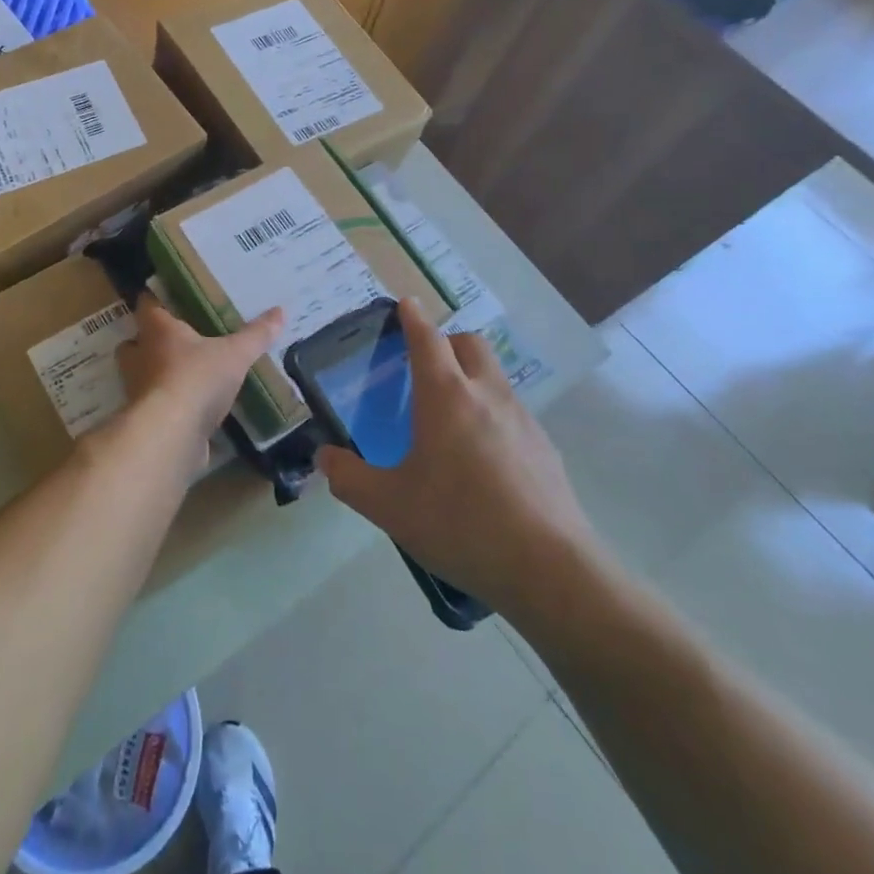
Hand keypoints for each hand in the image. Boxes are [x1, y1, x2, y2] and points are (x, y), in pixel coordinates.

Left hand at [113, 296, 282, 476]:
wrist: (171, 435)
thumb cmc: (197, 378)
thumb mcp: (234, 354)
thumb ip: (255, 335)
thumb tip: (280, 311)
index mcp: (157, 330)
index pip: (147, 304)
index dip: (156, 299)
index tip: (169, 296)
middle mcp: (139, 355)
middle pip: (134, 341)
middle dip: (150, 340)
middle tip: (177, 338)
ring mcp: (138, 389)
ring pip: (141, 373)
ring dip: (157, 373)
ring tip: (185, 372)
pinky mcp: (146, 419)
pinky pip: (155, 405)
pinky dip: (168, 404)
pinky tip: (190, 407)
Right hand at [316, 300, 604, 613]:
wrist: (550, 570)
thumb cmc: (460, 524)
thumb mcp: (389, 506)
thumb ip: (349, 478)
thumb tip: (324, 457)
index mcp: (446, 397)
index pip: (427, 339)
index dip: (413, 318)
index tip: (405, 303)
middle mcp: (487, 395)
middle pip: (470, 344)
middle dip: (447, 342)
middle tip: (424, 367)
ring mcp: (522, 420)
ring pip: (494, 376)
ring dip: (471, 377)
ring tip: (449, 418)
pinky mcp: (545, 448)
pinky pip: (512, 412)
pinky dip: (491, 414)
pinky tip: (482, 459)